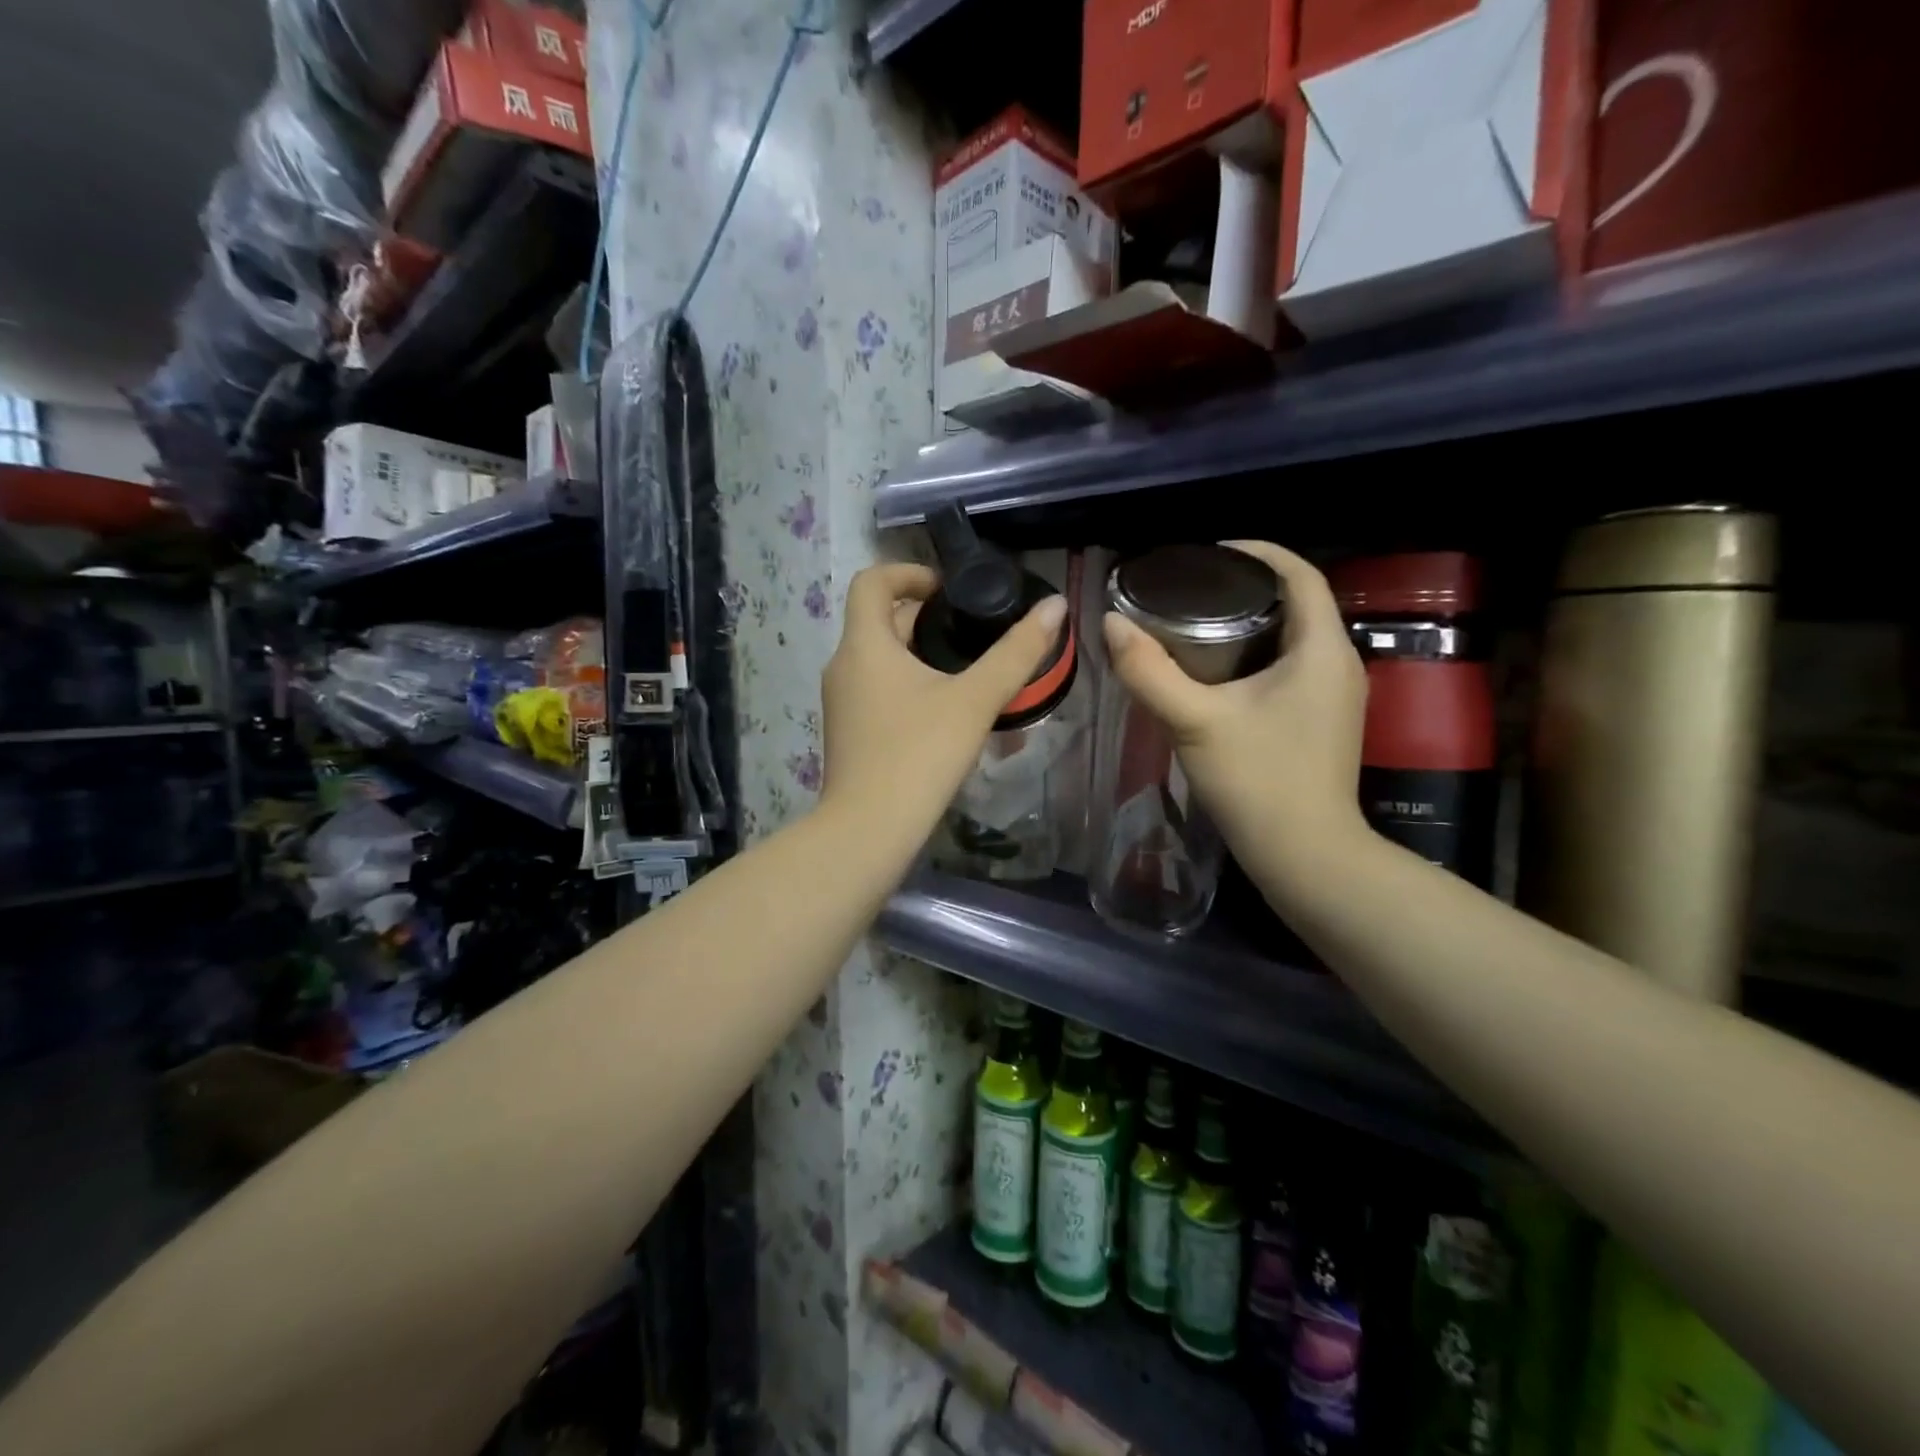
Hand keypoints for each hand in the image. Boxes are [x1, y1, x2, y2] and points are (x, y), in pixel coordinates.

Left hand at [821, 563, 1066, 858]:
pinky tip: (942, 711)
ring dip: (917, 653)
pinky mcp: (847, 731)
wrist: (869, 830)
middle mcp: (842, 665)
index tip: (949, 590)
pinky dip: (905, 684)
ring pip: (878, 658)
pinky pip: (875, 689)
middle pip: (878, 620)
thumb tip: (1056, 606)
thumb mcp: (975, 700)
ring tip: (966, 671)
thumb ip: (1017, 652)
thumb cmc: (919, 755)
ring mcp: (840, 702)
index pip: (872, 581)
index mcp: (864, 644)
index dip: (910, 573)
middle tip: (972, 632)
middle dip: (924, 618)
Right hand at [1102, 540, 1370, 894]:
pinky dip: (1257, 655)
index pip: (1299, 573)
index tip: (1207, 553)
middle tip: (1190, 590)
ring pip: (1294, 638)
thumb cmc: (1257, 781)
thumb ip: (1148, 671)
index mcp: (1321, 648)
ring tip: (1196, 623)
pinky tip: (1217, 672)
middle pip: (1297, 602)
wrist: (1305, 856)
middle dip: (1246, 588)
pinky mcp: (1324, 721)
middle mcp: (1339, 662)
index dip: (1256, 552)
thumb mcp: (1194, 721)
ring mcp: (1335, 695)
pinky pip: (1292, 667)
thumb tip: (1111, 623)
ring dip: (1251, 623)